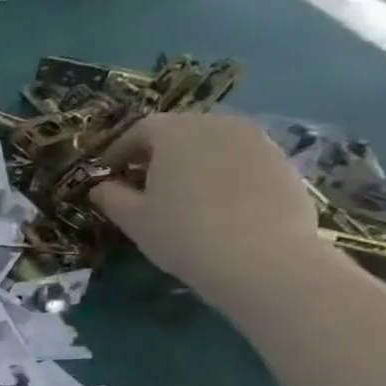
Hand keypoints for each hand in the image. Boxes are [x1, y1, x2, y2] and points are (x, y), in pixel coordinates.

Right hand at [89, 113, 321, 309]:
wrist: (265, 260)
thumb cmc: (184, 233)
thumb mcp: (133, 219)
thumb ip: (111, 197)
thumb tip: (101, 187)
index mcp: (177, 131)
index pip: (141, 129)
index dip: (120, 149)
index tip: (109, 171)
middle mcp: (219, 125)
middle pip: (180, 131)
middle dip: (158, 153)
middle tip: (143, 181)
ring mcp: (258, 141)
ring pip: (213, 144)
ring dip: (193, 162)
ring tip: (182, 193)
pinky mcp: (283, 163)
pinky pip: (240, 160)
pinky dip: (223, 174)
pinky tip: (217, 205)